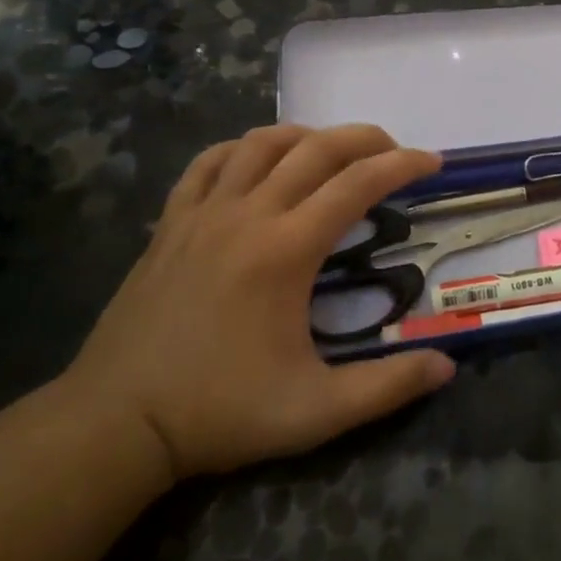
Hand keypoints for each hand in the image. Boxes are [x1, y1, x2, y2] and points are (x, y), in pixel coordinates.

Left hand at [62, 124, 454, 482]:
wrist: (113, 425)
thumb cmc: (219, 413)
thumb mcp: (314, 412)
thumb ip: (386, 388)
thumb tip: (447, 367)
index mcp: (286, 250)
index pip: (358, 184)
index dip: (402, 165)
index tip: (432, 162)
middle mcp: (248, 215)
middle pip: (317, 149)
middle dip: (366, 139)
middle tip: (394, 151)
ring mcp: (203, 214)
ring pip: (262, 143)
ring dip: (308, 136)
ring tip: (334, 151)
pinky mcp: (171, 223)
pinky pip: (209, 163)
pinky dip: (243, 148)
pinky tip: (259, 160)